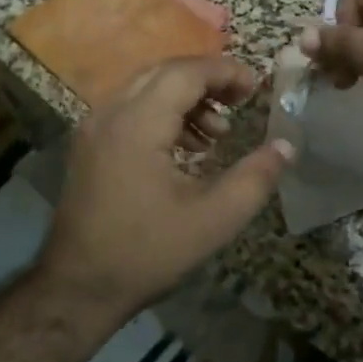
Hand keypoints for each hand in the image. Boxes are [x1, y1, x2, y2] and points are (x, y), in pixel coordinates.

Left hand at [39, 57, 292, 321]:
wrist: (76, 288)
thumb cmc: (147, 252)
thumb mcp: (213, 220)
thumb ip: (254, 179)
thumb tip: (285, 147)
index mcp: (138, 123)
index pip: (186, 73)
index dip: (225, 72)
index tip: (255, 87)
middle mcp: (110, 113)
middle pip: (165, 73)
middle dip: (207, 80)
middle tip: (240, 101)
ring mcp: (94, 127)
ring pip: (146, 88)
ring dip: (185, 98)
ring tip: (217, 134)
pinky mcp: (89, 145)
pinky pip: (130, 109)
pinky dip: (162, 113)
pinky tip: (185, 149)